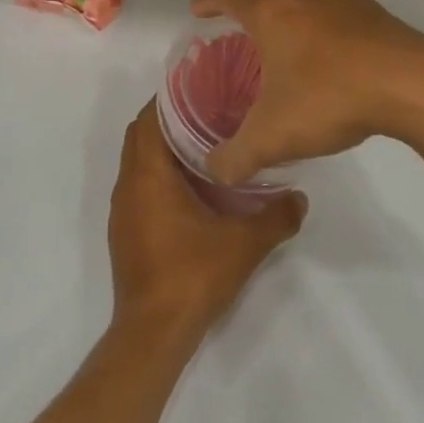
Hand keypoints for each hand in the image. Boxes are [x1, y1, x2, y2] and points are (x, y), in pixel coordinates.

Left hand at [108, 101, 306, 339]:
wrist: (154, 331)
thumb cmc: (193, 275)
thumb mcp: (244, 243)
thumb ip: (276, 216)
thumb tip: (300, 197)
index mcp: (148, 175)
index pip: (148, 119)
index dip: (169, 100)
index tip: (200, 90)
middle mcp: (128, 186)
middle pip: (141, 136)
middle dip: (169, 121)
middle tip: (209, 113)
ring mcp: (123, 210)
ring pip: (139, 163)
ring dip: (164, 150)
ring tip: (205, 144)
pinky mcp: (126, 231)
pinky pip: (139, 187)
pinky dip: (160, 176)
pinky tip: (192, 189)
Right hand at [192, 0, 423, 184]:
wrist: (411, 85)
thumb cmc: (330, 98)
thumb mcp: (273, 137)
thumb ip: (237, 157)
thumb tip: (215, 172)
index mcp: (270, 13)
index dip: (210, 0)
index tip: (200, 10)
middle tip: (249, 14)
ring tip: (289, 21)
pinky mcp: (373, 11)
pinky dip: (327, 10)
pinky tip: (332, 43)